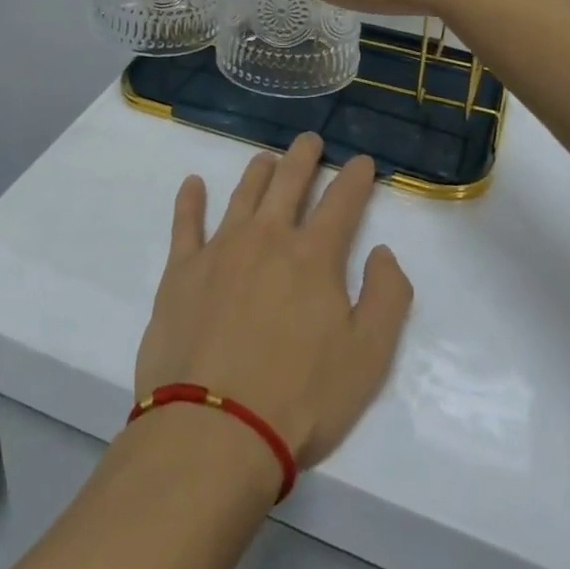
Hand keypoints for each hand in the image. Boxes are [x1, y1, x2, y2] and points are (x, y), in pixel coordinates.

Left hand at [133, 134, 413, 474]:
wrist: (213, 428)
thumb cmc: (299, 398)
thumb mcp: (368, 358)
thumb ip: (386, 297)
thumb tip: (383, 252)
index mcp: (314, 256)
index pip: (342, 202)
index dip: (356, 178)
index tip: (363, 161)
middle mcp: (268, 238)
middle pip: (289, 183)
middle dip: (304, 157)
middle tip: (310, 140)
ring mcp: (221, 249)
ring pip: (243, 194)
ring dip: (258, 171)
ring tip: (266, 158)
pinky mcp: (182, 270)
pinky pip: (186, 223)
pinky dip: (190, 200)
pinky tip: (192, 183)